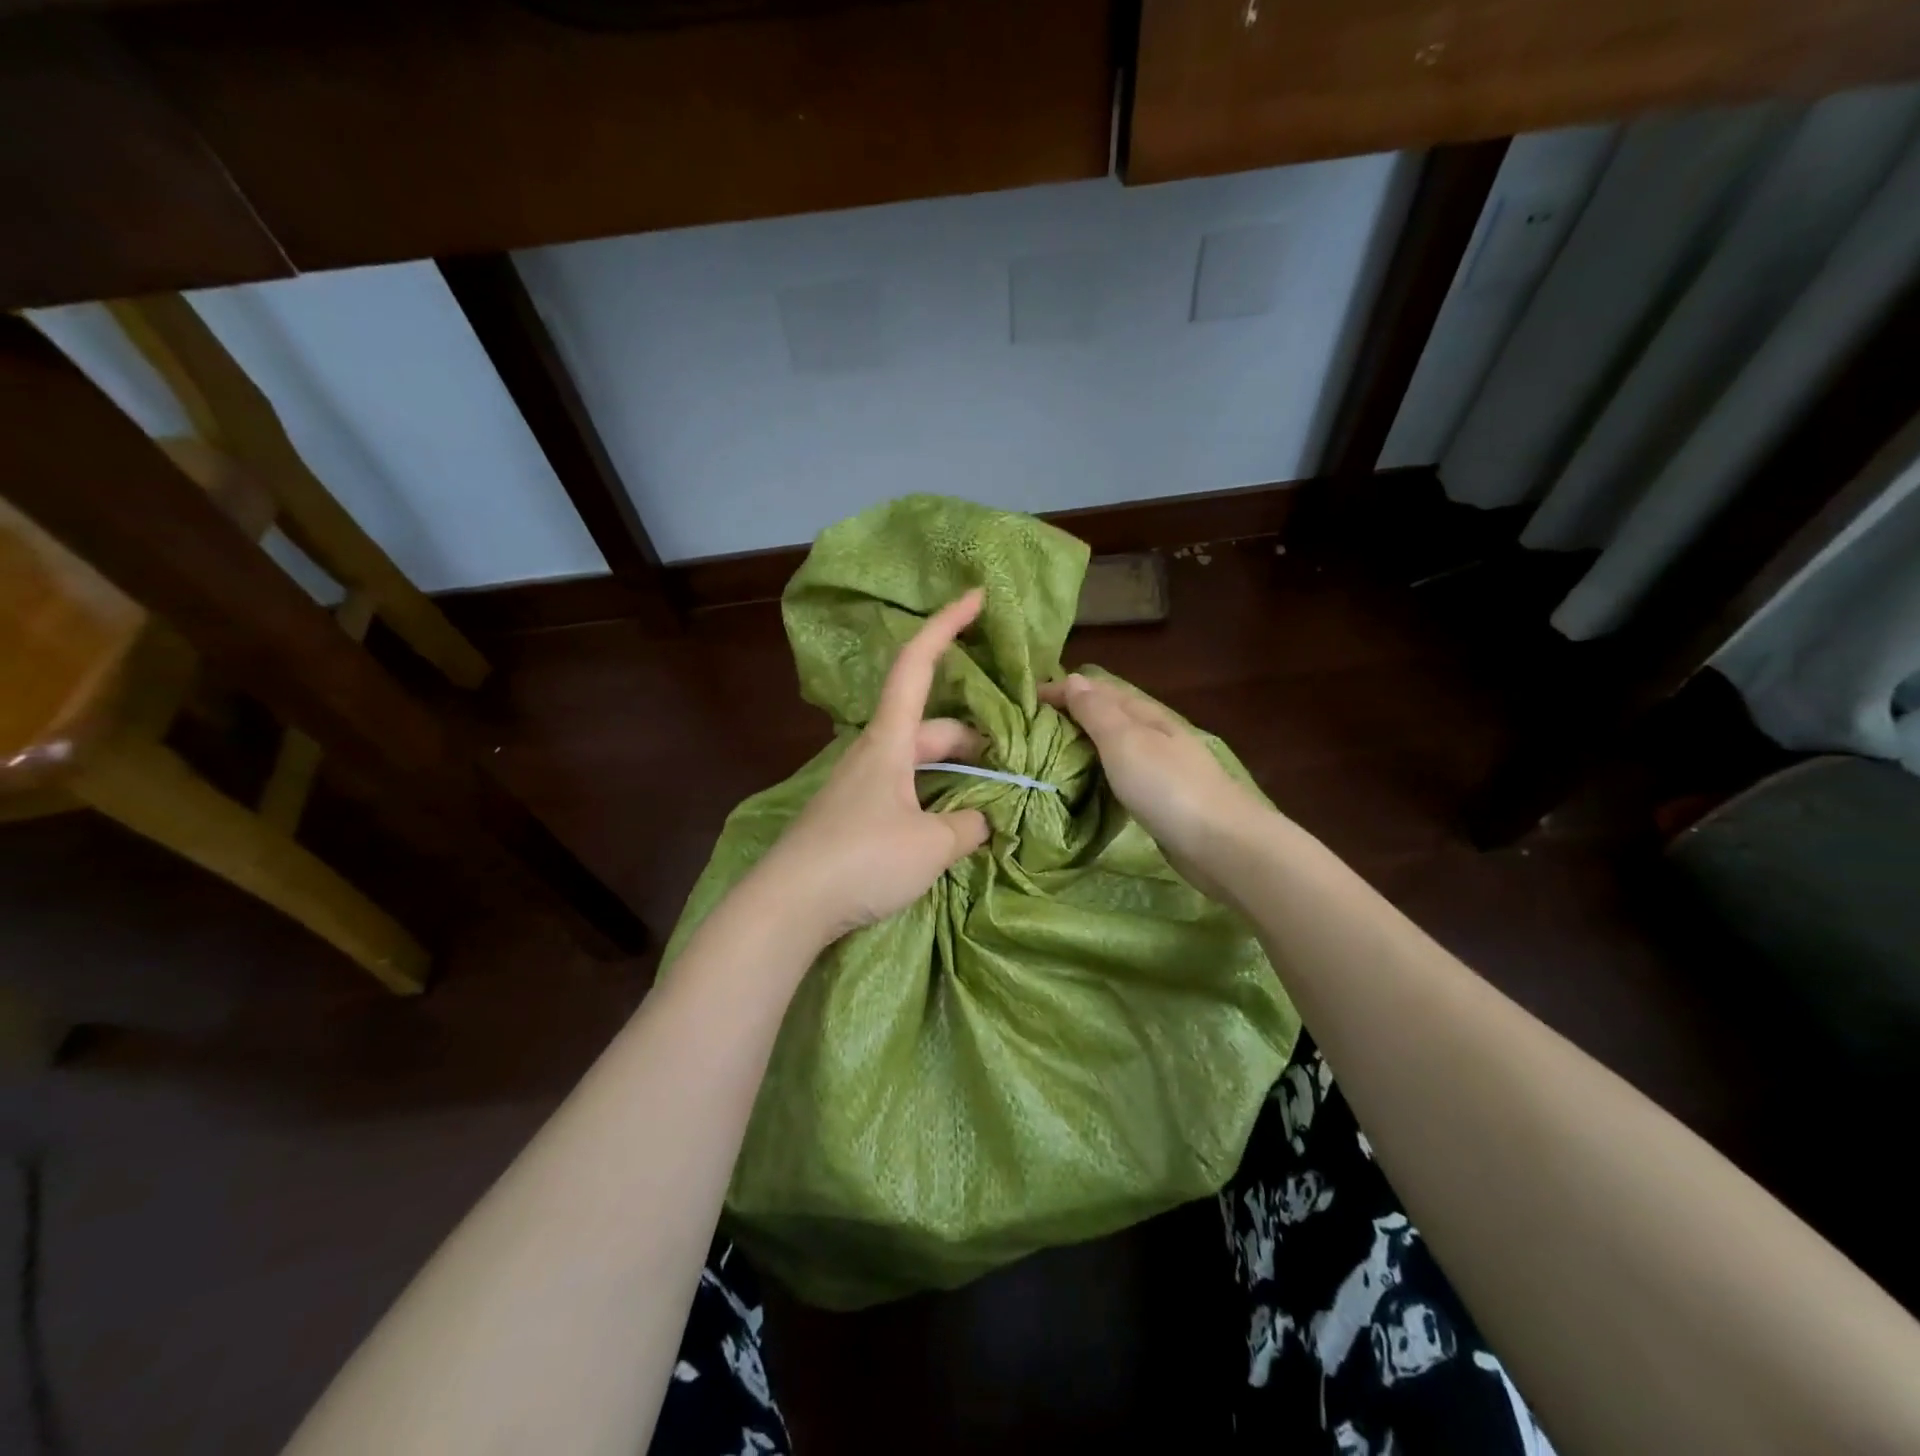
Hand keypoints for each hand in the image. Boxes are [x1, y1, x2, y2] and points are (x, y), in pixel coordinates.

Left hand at [752, 590, 991, 947]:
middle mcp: (873, 754)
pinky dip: (935, 798)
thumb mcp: (930, 845)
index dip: (946, 625)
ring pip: (920, 764)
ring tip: (993, 798)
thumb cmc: (861, 860)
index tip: (975, 596)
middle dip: (975, 738)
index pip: (917, 665)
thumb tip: (982, 820)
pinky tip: (953, 827)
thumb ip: (967, 826)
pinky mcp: (853, 817)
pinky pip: (905, 793)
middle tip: (1015, 764)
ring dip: (957, 773)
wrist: (787, 906)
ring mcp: (860, 787)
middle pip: (931, 727)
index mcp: (889, 741)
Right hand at [1038, 672, 1267, 899]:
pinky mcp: (1160, 799)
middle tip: (1029, 730)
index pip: (1097, 691)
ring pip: (1113, 746)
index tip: (1025, 702)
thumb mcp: (1124, 741)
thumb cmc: (1167, 787)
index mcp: (1144, 714)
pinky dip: (1098, 772)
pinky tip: (1084, 784)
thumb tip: (1073, 679)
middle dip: (1070, 716)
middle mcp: (1153, 734)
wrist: (1222, 844)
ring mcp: (1160, 767)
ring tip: (1047, 755)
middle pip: (1106, 716)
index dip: (1062, 691)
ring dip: (1083, 745)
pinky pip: (1120, 774)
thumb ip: (1097, 712)